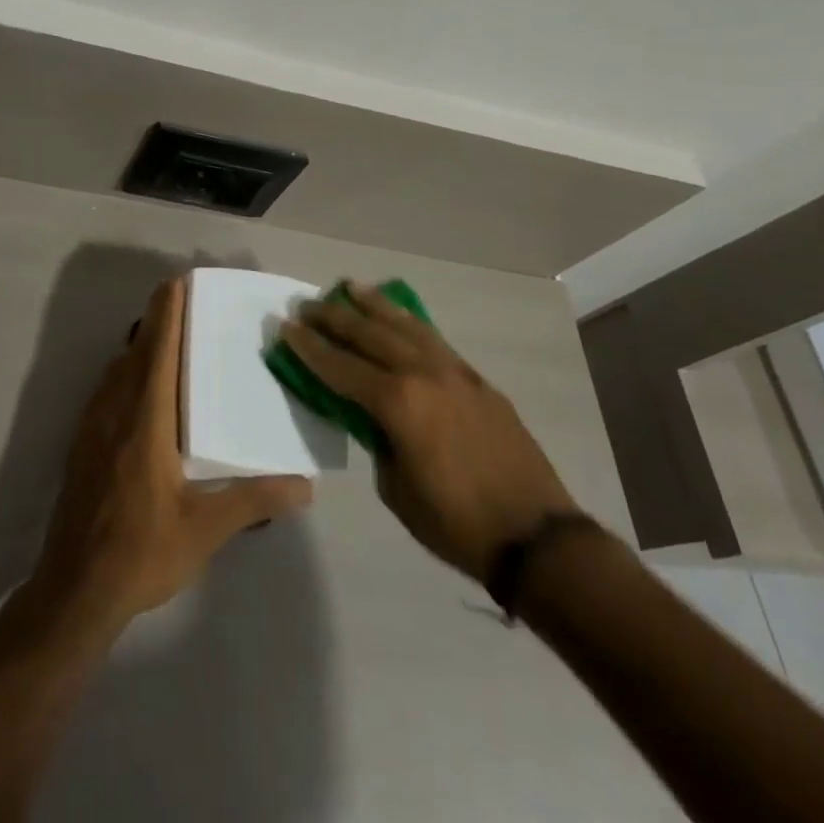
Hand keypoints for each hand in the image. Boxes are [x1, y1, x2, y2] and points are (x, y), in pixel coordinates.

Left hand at [29, 276, 313, 633]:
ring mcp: (93, 425)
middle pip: (136, 349)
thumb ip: (254, 499)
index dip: (168, 313)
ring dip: (139, 343)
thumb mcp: (205, 528)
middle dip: (157, 318)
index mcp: (146, 419)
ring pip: (117, 367)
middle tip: (181, 297)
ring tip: (165, 333)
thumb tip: (306, 486)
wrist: (74, 589)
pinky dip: (125, 369)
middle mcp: (116, 410)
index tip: (179, 281)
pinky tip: (139, 385)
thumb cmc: (141, 551)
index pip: (158, 350)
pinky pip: (107, 388)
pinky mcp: (82, 443)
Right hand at [282, 282, 578, 584]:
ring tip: (350, 286)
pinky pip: (433, 340)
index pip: (341, 367)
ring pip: (405, 326)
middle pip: (370, 335)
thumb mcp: (397, 489)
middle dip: (334, 318)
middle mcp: (423, 374)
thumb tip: (373, 418)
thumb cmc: (456, 523)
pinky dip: (409, 322)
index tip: (287, 327)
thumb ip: (379, 441)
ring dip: (374, 305)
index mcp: (398, 403)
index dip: (310, 348)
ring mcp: (454, 372)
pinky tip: (399, 316)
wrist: (536, 536)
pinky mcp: (476, 379)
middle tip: (307, 305)